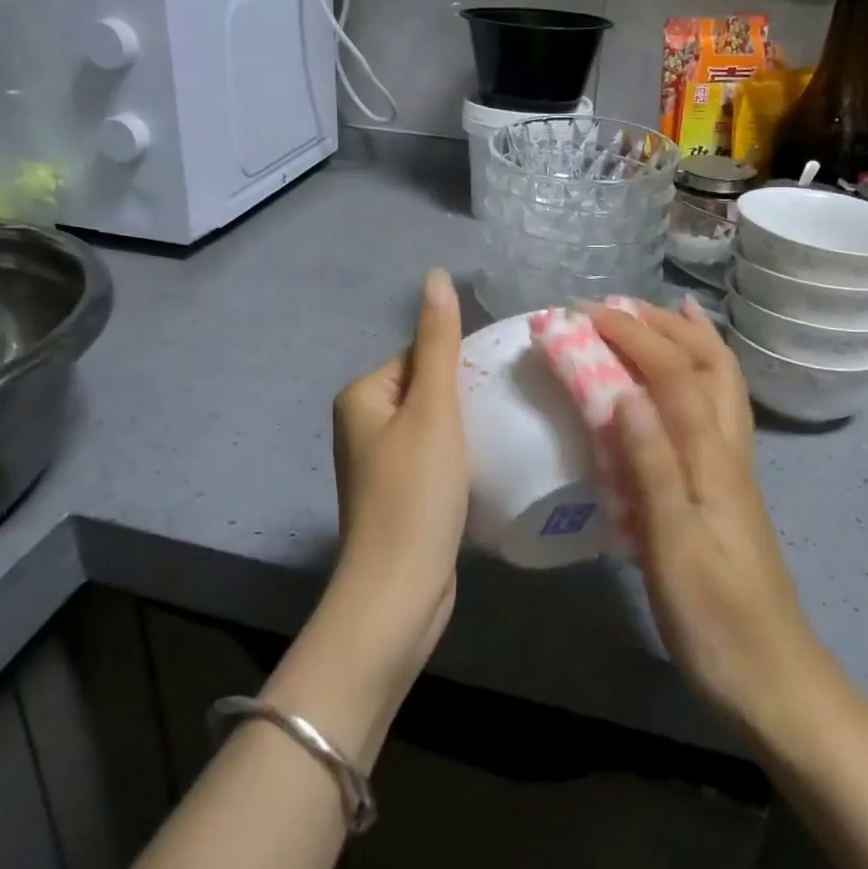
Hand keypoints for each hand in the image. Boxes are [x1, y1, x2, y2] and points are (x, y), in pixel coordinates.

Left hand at [328, 268, 469, 677]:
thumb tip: (433, 275)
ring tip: (502, 436)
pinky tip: (485, 468)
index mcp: (362, 396)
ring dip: (466, 428)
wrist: (398, 593)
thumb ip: (438, 342)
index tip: (497, 385)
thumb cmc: (415, 493)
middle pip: (427, 389)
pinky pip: (434, 457)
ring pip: (434, 425)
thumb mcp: (433, 409)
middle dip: (465, 396)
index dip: (460, 366)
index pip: (420, 355)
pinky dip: (459, 458)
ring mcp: (379, 463)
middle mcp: (362, 424)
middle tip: (505, 410)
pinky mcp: (398, 495)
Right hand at [589, 300, 819, 728]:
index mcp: (712, 458)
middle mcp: (728, 450)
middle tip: (619, 303)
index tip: (586, 313)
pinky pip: (717, 410)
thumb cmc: (715, 618)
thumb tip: (625, 392)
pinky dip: (701, 375)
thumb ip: (652, 468)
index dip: (632, 335)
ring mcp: (733, 468)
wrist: (774, 680)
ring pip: (722, 383)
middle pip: (709, 365)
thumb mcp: (673, 547)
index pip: (673, 374)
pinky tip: (684, 383)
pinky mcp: (727, 488)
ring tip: (666, 310)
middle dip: (664, 324)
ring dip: (692, 339)